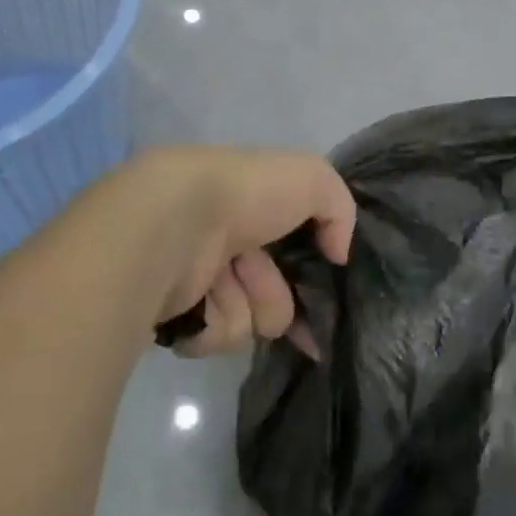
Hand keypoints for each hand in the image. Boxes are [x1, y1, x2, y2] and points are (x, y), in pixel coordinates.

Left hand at [134, 148, 354, 358]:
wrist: (175, 224)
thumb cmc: (246, 195)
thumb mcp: (313, 179)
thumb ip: (340, 209)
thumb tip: (338, 254)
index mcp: (252, 206)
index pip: (291, 244)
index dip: (312, 264)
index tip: (323, 283)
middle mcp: (224, 240)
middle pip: (271, 292)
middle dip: (278, 301)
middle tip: (270, 298)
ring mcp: (197, 276)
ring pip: (246, 319)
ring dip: (245, 309)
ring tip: (226, 287)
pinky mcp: (175, 312)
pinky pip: (213, 337)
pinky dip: (215, 324)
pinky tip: (202, 304)